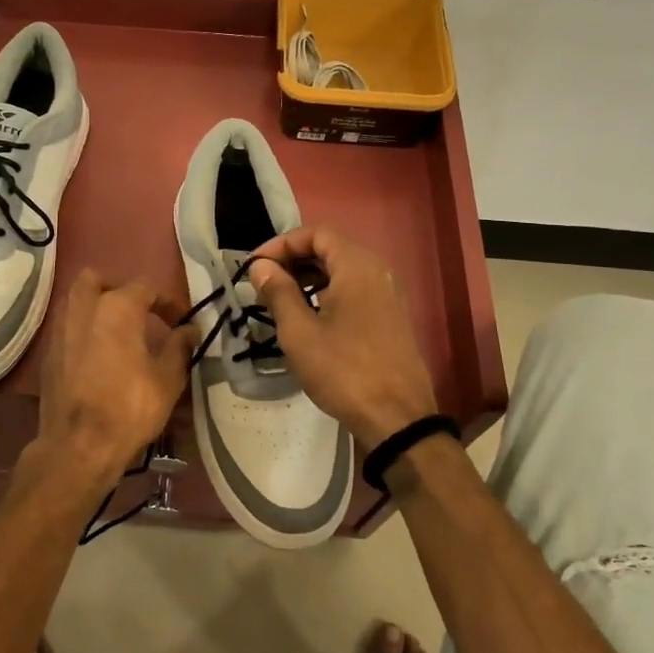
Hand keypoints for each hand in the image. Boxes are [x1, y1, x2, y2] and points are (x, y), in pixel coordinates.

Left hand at [20, 270, 194, 503]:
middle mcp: (84, 308)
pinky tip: (97, 355)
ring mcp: (61, 329)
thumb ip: (180, 347)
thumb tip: (189, 329)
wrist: (78, 446)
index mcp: (117, 308)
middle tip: (138, 314)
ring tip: (118, 333)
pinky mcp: (49, 353)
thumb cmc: (129, 409)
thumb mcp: (167, 379)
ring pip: (76, 300)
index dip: (168, 301)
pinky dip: (83, 331)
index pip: (146, 287)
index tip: (181, 321)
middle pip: (97, 280)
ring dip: (96, 307)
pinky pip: (67, 327)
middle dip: (118, 290)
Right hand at [248, 228, 439, 454]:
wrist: (398, 418)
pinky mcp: (390, 317)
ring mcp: (387, 295)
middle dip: (294, 259)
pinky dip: (328, 292)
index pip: (316, 234)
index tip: (256, 267)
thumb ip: (278, 292)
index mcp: (357, 266)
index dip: (282, 244)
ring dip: (309, 277)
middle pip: (330, 249)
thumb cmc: (344, 371)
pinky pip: (354, 290)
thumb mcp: (300, 332)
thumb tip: (262, 267)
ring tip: (280, 299)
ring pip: (342, 271)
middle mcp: (377, 272)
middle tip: (264, 282)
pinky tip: (309, 317)